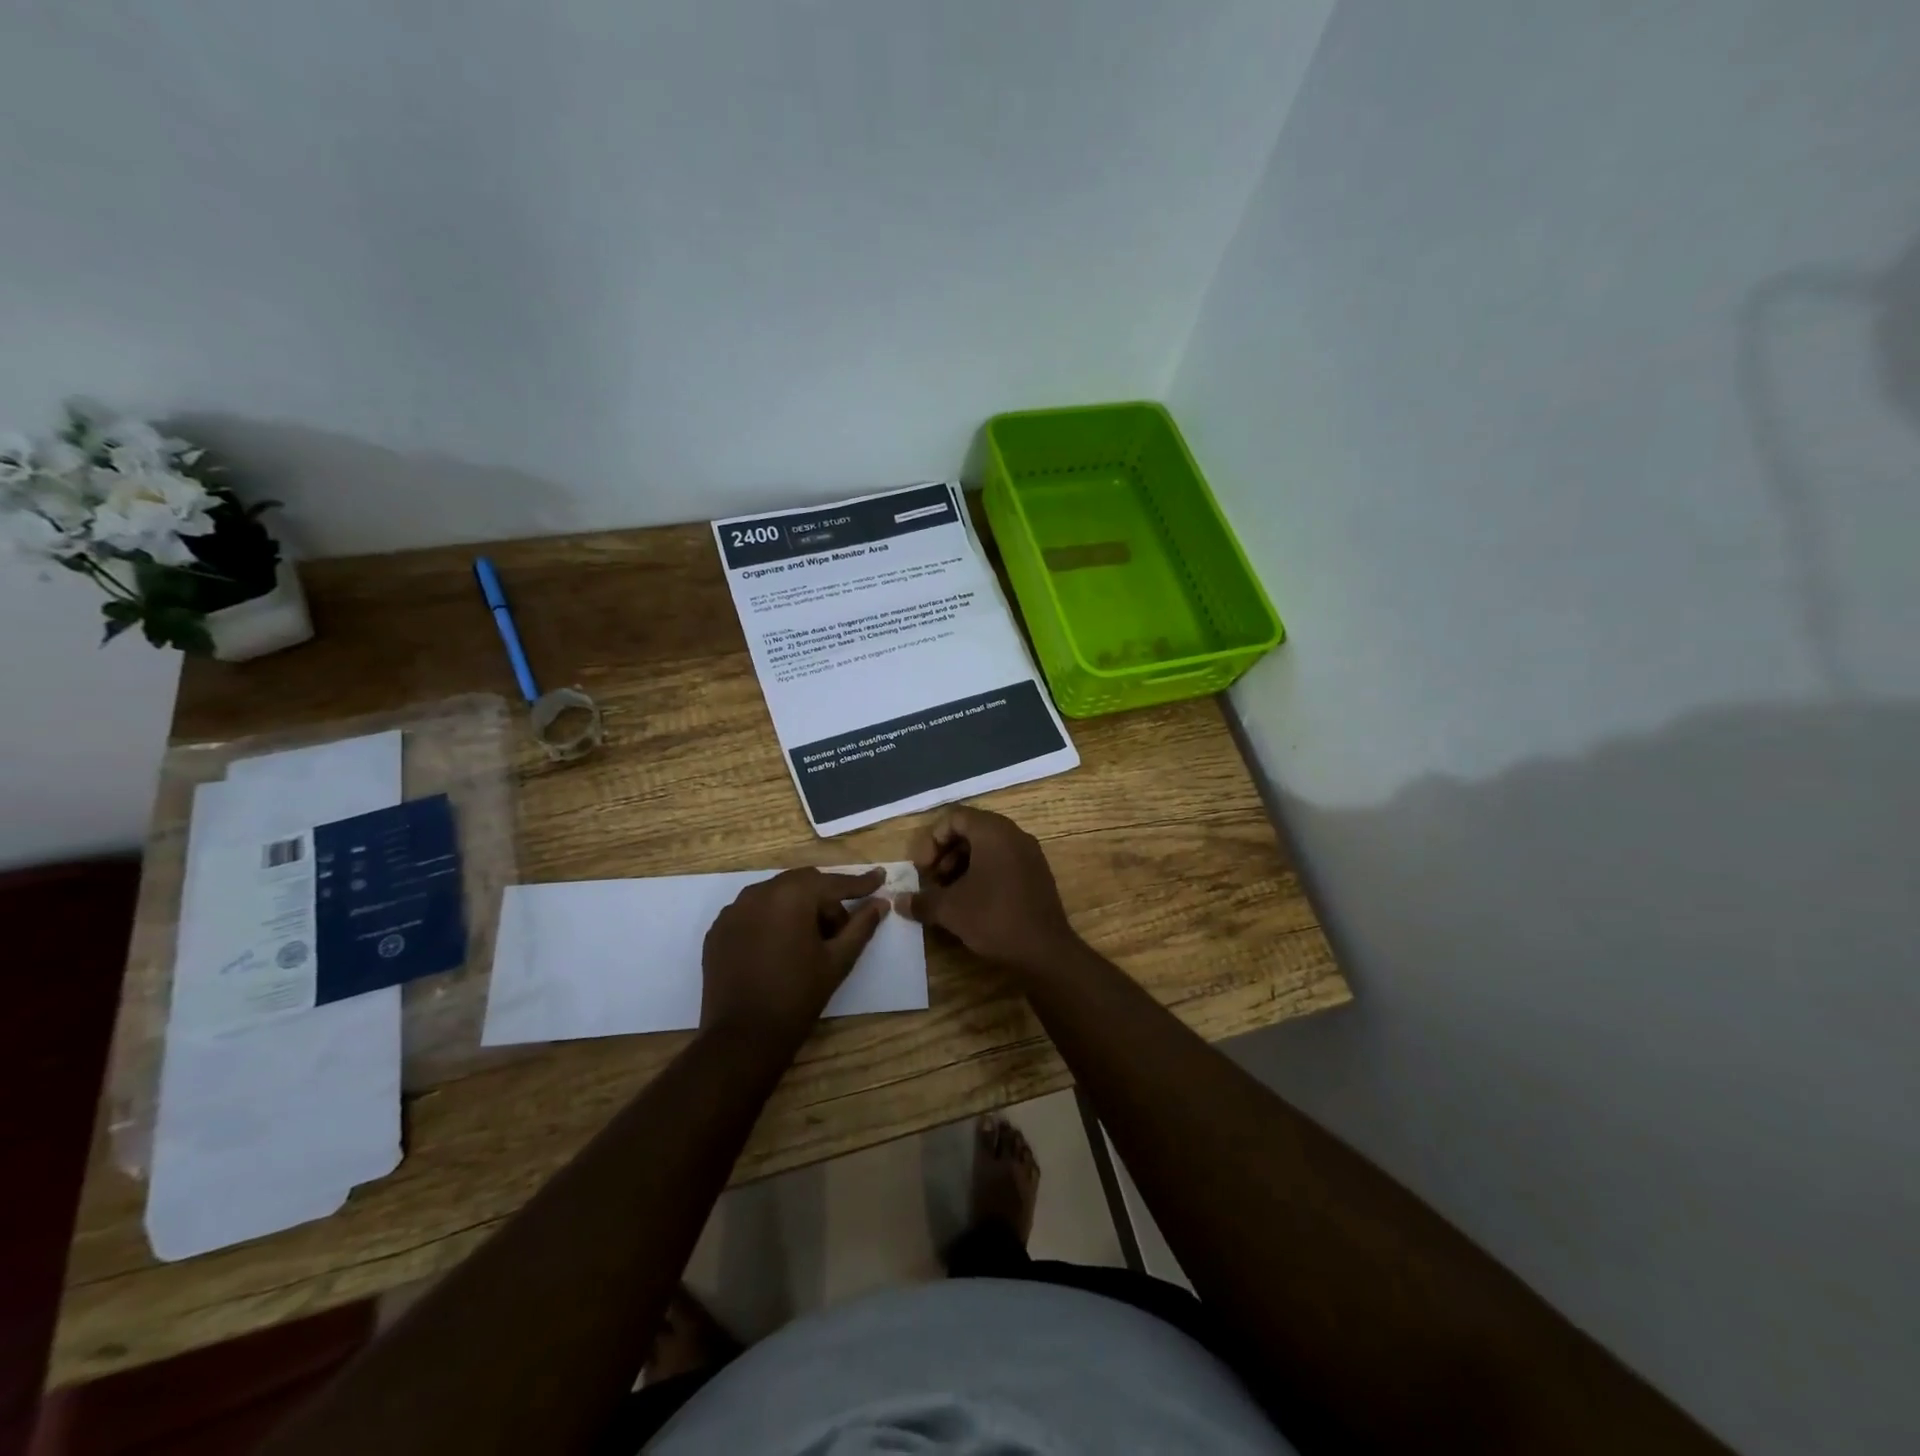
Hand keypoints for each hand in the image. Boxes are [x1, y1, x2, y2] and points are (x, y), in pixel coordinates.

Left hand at [701, 867, 888, 1042]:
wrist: (743, 1037)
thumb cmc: (798, 996)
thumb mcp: (837, 960)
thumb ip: (861, 926)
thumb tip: (880, 903)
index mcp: (792, 896)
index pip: (833, 883)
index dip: (860, 883)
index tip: (880, 877)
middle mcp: (759, 892)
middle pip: (803, 883)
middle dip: (825, 898)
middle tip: (840, 928)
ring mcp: (734, 910)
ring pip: (776, 894)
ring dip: (797, 907)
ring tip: (808, 940)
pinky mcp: (718, 930)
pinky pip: (752, 911)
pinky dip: (771, 919)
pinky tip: (779, 947)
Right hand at [896, 807, 1078, 969]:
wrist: (1046, 951)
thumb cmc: (994, 918)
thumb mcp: (950, 910)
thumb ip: (921, 901)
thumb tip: (898, 902)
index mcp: (993, 832)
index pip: (955, 817)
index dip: (932, 840)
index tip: (922, 869)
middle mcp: (1014, 835)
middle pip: (971, 830)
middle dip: (945, 853)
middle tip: (933, 880)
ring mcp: (1029, 854)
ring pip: (987, 847)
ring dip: (962, 865)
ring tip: (949, 894)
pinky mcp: (1036, 874)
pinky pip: (1003, 862)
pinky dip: (983, 873)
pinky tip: (972, 902)